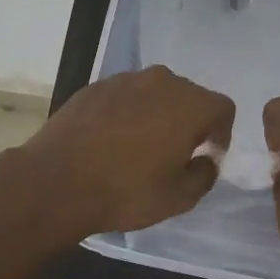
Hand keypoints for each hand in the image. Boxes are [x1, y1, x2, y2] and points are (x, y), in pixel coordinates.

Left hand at [13, 67, 234, 242]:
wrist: (56, 181)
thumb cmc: (125, 191)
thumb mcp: (178, 198)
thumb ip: (204, 175)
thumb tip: (205, 160)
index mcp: (190, 104)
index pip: (223, 108)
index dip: (221, 133)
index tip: (206, 156)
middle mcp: (162, 81)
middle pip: (190, 96)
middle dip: (190, 121)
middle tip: (175, 153)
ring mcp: (126, 79)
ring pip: (155, 93)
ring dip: (157, 114)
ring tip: (140, 146)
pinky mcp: (96, 86)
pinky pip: (125, 95)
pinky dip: (127, 112)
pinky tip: (110, 140)